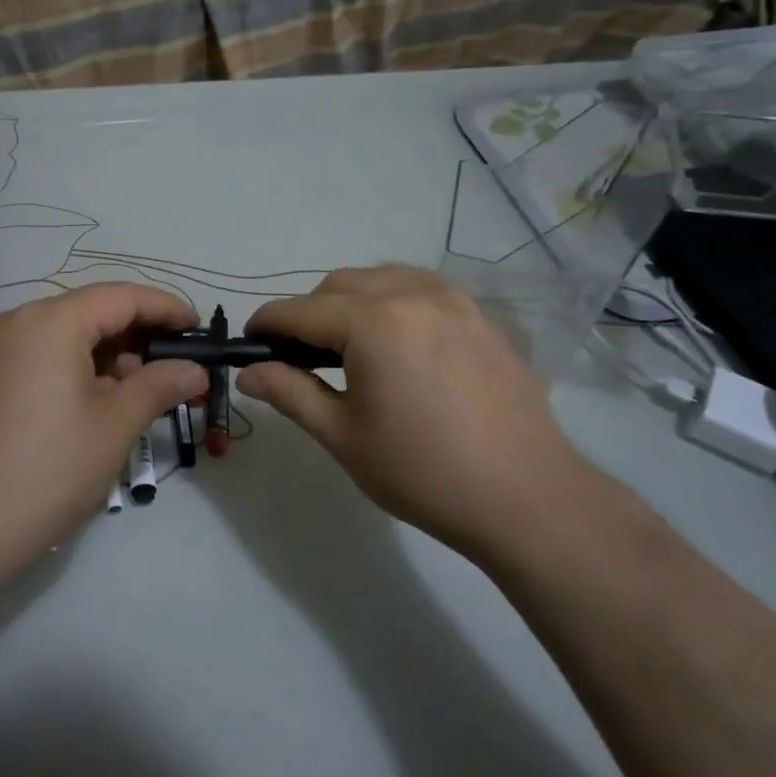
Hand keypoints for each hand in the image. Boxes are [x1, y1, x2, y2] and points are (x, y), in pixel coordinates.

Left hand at [0, 284, 208, 575]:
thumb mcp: (113, 427)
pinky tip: (86, 400)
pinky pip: (28, 355)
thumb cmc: (45, 473)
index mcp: (47, 321)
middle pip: (84, 313)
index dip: (164, 308)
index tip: (196, 327)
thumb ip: (159, 386)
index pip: (119, 297)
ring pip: (55, 335)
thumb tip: (195, 370)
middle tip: (172, 367)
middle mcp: (8, 320)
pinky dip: (64, 367)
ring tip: (134, 391)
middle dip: (132, 337)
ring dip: (99, 354)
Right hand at [237, 266, 586, 550]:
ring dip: (351, 301)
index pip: (301, 310)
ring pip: (381, 278)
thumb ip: (290, 393)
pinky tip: (396, 341)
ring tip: (347, 347)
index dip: (268, 323)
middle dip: (309, 312)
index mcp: (374, 322)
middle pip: (340, 284)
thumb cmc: (423, 472)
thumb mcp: (343, 435)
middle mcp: (413, 293)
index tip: (249, 342)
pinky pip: (421, 288)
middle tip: (298, 357)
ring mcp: (453, 300)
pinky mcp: (480, 315)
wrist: (527, 497)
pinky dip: (392, 301)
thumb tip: (248, 372)